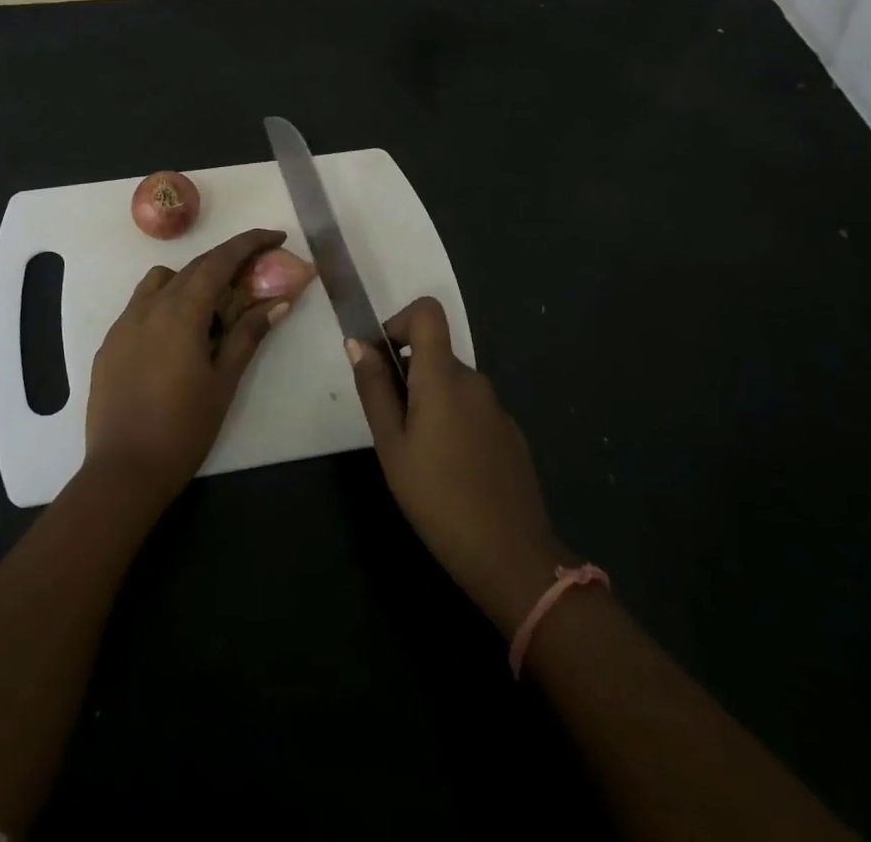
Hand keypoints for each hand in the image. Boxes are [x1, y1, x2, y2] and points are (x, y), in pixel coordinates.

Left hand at [85, 228, 293, 504]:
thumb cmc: (183, 428)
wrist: (123, 471)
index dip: (248, 244)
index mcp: (181, 312)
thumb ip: (249, 335)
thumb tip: (279, 302)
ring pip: (161, 281)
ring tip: (212, 310)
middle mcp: (149, 306)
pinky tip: (178, 336)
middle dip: (226, 263)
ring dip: (191, 280)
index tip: (274, 236)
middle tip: (254, 275)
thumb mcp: (224, 381)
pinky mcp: (110, 343)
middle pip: (192, 268)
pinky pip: (141, 305)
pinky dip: (166, 303)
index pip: (218, 261)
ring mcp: (124, 323)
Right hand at [348, 297, 571, 634]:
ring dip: (430, 404)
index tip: (384, 361)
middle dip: (409, 377)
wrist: (512, 558)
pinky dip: (454, 423)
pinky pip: (473, 410)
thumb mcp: (391, 445)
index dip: (400, 322)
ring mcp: (497, 408)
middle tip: (393, 429)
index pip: (427, 312)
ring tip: (420, 457)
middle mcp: (474, 381)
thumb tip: (358, 344)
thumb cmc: (438, 498)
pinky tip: (451, 472)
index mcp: (443, 376)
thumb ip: (374, 389)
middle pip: (435, 354)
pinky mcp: (510, 434)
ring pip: (453, 385)